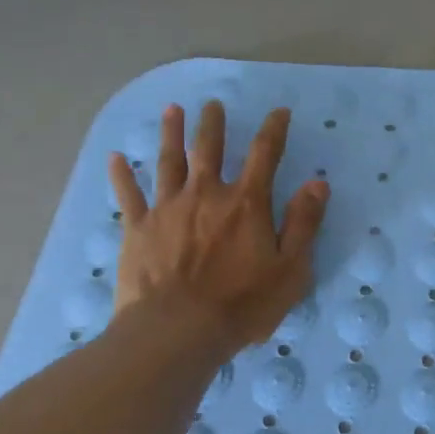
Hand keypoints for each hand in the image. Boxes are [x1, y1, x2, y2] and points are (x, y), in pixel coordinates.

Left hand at [108, 99, 327, 352]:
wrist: (177, 330)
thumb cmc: (242, 304)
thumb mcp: (290, 269)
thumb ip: (304, 223)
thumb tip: (318, 182)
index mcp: (246, 203)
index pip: (265, 155)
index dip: (274, 130)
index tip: (279, 112)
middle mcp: (206, 194)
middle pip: (209, 149)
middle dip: (213, 123)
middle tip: (213, 103)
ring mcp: (168, 208)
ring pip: (169, 161)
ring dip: (171, 133)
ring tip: (172, 110)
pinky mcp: (138, 228)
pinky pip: (128, 195)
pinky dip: (122, 175)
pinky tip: (116, 158)